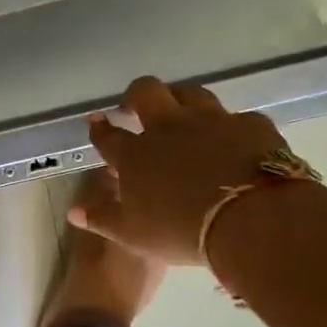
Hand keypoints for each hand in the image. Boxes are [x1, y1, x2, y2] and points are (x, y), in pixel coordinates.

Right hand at [70, 77, 294, 264]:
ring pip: (191, 93)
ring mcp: (212, 121)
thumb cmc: (182, 231)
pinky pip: (237, 117)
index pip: (108, 135)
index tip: (96, 122)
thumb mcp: (133, 234)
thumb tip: (73, 211)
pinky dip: (230, 126)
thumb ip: (102, 218)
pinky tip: (234, 138)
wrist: (252, 219)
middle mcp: (169, 128)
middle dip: (135, 95)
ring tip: (181, 112)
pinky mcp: (250, 125)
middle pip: (146, 92)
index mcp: (136, 154)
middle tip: (134, 107)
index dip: (99, 128)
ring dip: (181, 98)